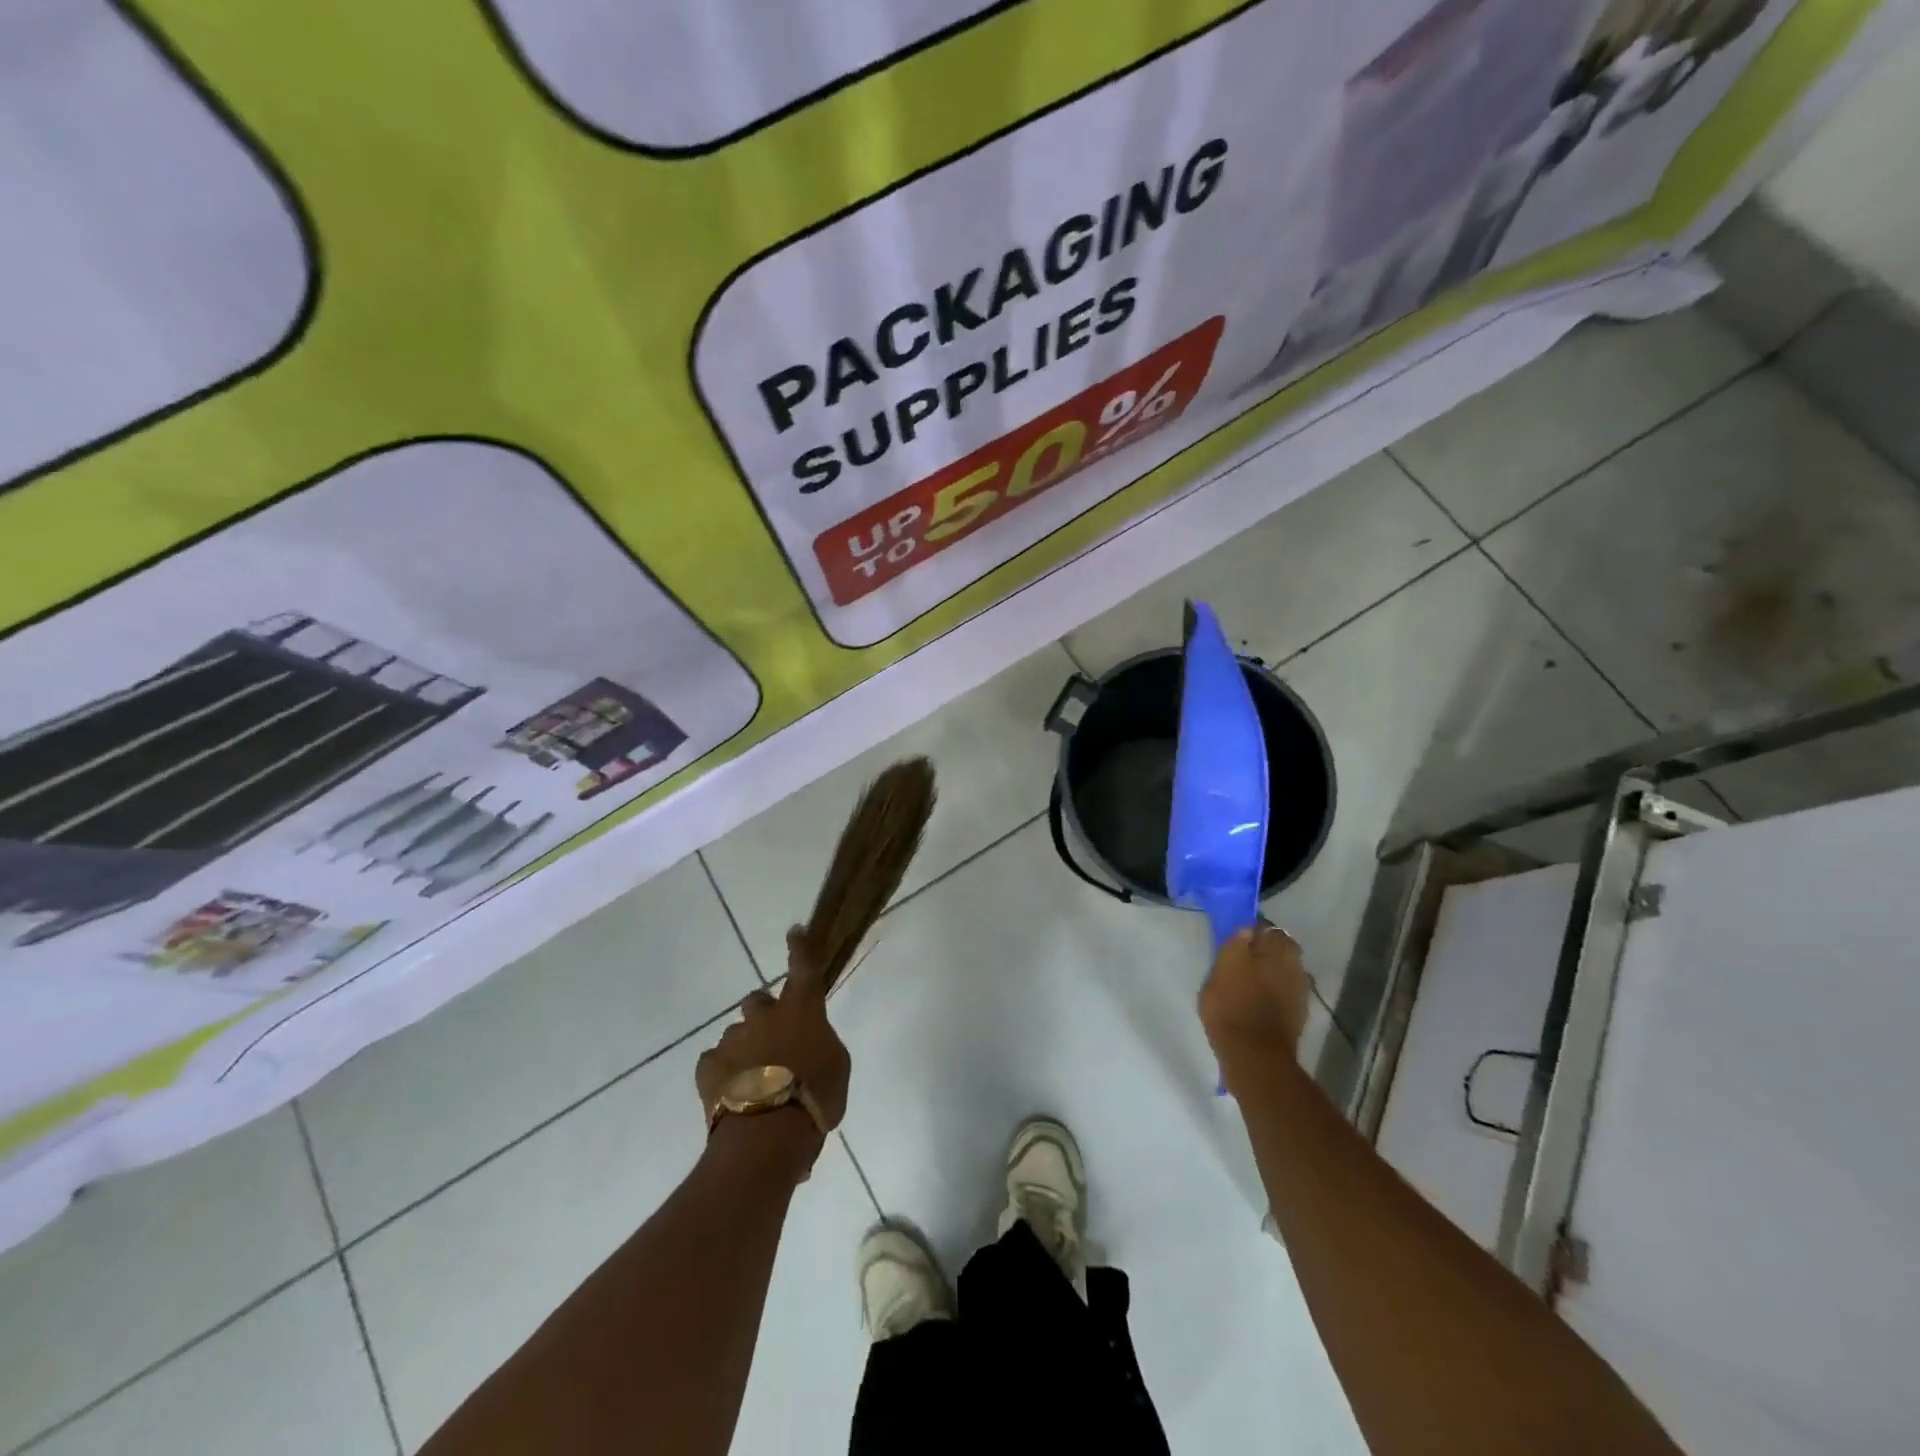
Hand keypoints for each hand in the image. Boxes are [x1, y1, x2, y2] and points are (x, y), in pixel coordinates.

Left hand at [696, 929, 851, 1152]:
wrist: (766, 1137)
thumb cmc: (815, 1098)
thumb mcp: (837, 1067)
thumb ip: (821, 1045)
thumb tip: (809, 1044)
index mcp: (802, 1010)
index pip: (804, 967)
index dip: (801, 947)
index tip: (795, 930)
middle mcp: (765, 1016)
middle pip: (758, 1000)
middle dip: (764, 1015)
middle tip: (774, 1041)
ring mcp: (734, 1040)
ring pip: (737, 1034)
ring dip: (745, 1049)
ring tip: (754, 1084)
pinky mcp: (709, 1067)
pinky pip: (715, 1062)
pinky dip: (723, 1074)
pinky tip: (733, 1096)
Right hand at [1199, 923, 1311, 1068]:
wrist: (1254, 1056)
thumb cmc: (1230, 1008)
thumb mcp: (1220, 971)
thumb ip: (1234, 947)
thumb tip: (1247, 929)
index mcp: (1275, 951)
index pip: (1267, 929)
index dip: (1252, 932)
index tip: (1237, 939)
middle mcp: (1293, 966)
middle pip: (1282, 948)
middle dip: (1266, 949)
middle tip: (1244, 958)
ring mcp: (1299, 991)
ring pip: (1286, 969)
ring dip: (1273, 969)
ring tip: (1251, 980)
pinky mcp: (1299, 1013)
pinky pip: (1287, 991)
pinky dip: (1277, 990)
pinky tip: (1260, 999)